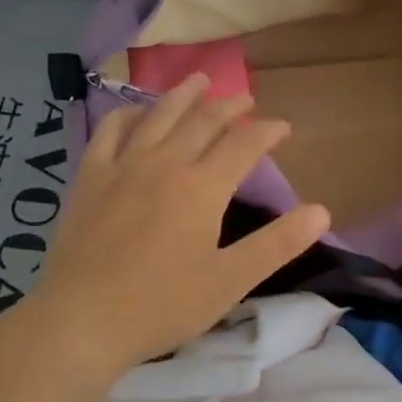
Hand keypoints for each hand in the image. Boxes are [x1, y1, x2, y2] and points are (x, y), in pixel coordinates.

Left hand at [18, 74, 329, 376]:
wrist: (80, 321)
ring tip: (199, 79)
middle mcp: (165, 164)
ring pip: (158, 115)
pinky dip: (129, 113)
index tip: (284, 127)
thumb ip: (277, 244)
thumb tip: (322, 211)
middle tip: (246, 99)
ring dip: (184, 94)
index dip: (268, 131)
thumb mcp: (230, 281)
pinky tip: (137, 111)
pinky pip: (110, 130)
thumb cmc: (161, 305)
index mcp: (202, 188)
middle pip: (203, 121)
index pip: (244, 144)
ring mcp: (122, 166)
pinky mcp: (90, 178)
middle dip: (230, 106)